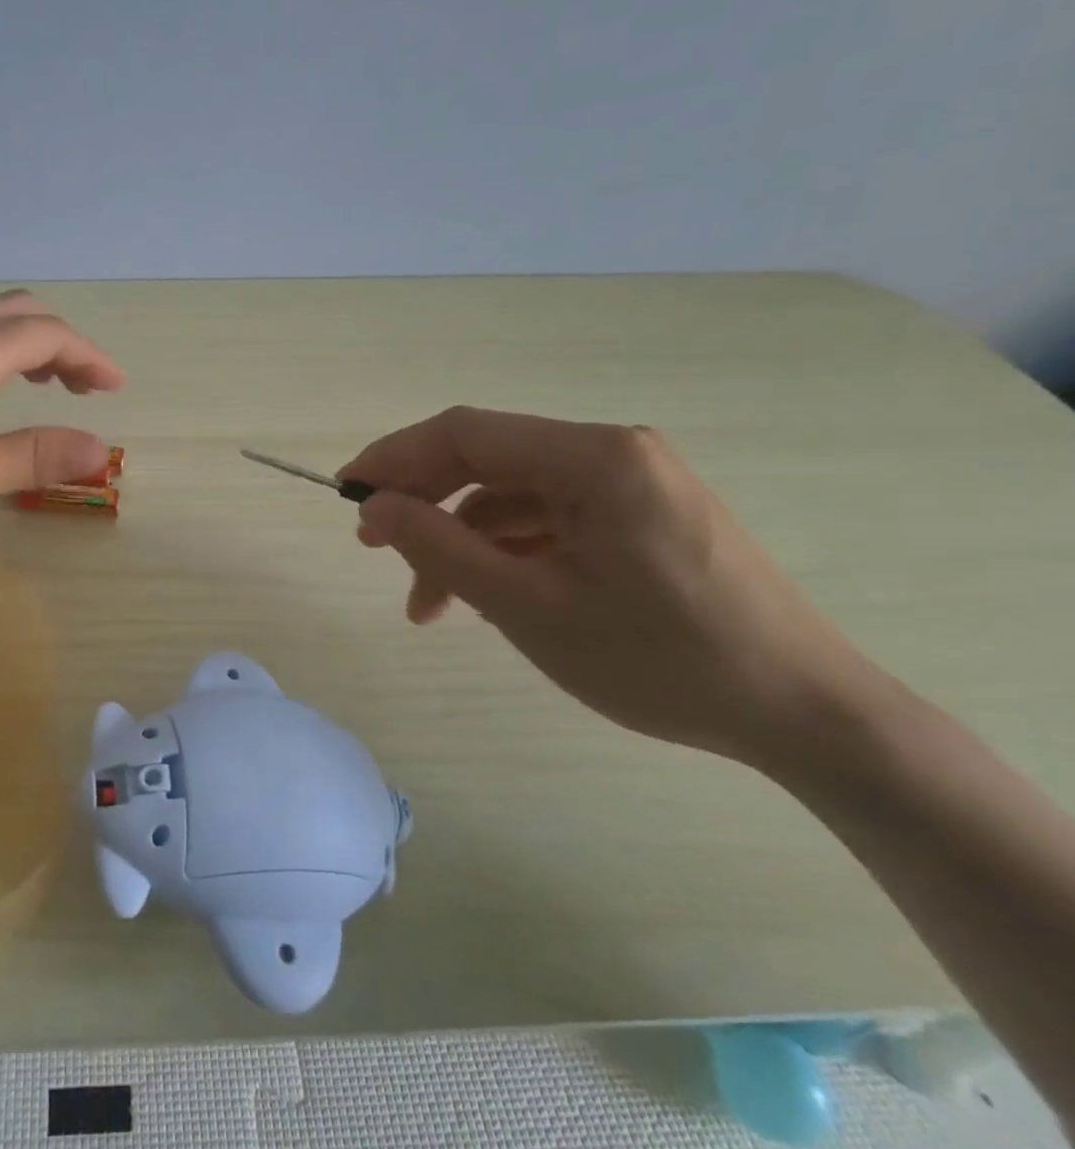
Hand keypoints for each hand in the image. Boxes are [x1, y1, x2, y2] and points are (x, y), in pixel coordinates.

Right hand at [340, 408, 883, 767]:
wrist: (804, 715)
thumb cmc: (660, 659)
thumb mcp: (527, 607)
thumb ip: (440, 548)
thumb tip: (373, 507)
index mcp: (593, 457)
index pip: (465, 434)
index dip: (393, 457)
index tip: (344, 493)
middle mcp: (612, 452)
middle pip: (487, 459)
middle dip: (423, 501)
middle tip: (374, 547)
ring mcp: (629, 484)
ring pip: (512, 495)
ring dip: (461, 540)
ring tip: (426, 603)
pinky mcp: (638, 516)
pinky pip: (548, 519)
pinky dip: (504, 551)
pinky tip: (483, 597)